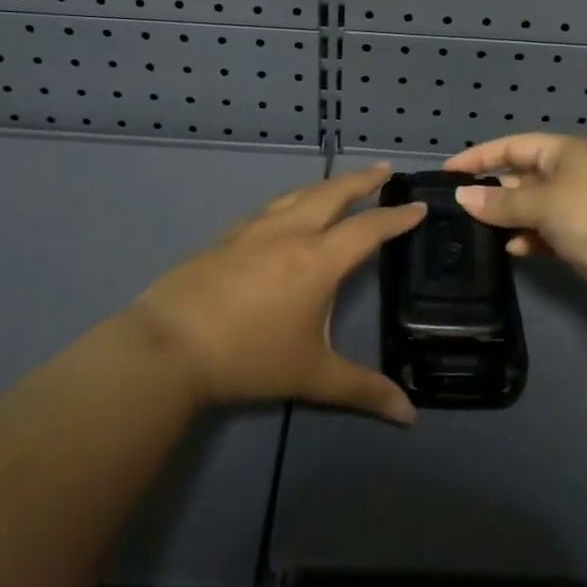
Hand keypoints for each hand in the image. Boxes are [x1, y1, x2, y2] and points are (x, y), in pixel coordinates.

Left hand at [127, 163, 424, 423]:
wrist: (169, 344)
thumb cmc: (248, 358)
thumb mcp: (312, 376)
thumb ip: (363, 391)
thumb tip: (411, 417)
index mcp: (318, 259)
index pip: (368, 229)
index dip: (397, 217)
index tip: (418, 205)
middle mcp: (291, 232)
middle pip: (333, 193)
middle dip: (362, 181)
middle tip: (383, 170)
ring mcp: (254, 230)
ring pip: (299, 194)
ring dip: (327, 185)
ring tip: (341, 184)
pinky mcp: (227, 236)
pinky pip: (271, 207)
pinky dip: (293, 200)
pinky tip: (287, 210)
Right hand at [443, 135, 586, 308]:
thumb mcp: (541, 203)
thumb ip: (500, 203)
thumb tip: (462, 197)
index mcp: (562, 152)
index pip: (511, 147)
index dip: (479, 158)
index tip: (448, 173)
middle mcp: (569, 175)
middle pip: (520, 178)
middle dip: (492, 192)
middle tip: (458, 208)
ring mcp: (577, 207)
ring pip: (531, 209)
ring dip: (508, 219)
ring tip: (477, 231)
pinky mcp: (583, 239)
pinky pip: (545, 234)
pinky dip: (528, 239)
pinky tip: (512, 249)